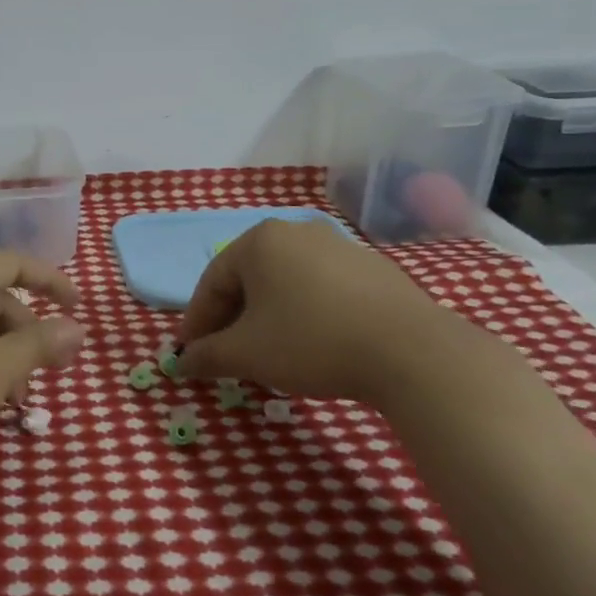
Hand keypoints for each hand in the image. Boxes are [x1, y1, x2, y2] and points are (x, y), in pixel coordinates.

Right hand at [177, 219, 489, 408]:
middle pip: (248, 280)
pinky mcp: (373, 269)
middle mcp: (296, 232)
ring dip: (267, 318)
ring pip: (285, 284)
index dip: (196, 322)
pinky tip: (313, 345)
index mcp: (259, 241)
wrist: (413, 353)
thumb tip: (181, 363)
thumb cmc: (312, 342)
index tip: (190, 354)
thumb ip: (206, 356)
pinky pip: (321, 290)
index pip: (211, 282)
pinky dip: (305, 314)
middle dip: (232, 320)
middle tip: (225, 356)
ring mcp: (339, 246)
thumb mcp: (247, 354)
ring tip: (268, 354)